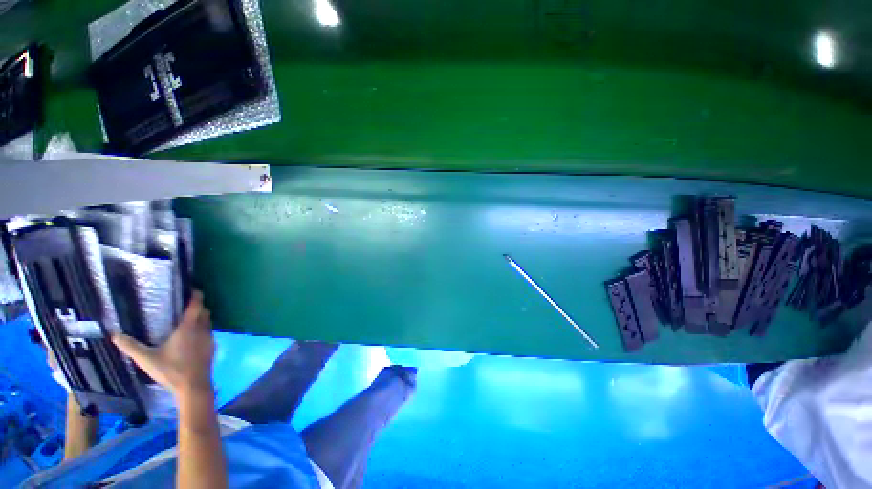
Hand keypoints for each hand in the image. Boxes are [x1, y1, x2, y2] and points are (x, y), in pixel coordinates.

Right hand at [112, 291, 214, 398]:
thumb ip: (131, 347)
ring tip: (187, 319)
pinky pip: (209, 332)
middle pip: (205, 311)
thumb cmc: (171, 370)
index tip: (192, 289)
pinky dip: (203, 329)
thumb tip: (115, 335)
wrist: (194, 386)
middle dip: (198, 306)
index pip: (196, 305)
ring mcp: (210, 338)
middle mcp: (202, 329)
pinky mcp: (212, 346)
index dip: (196, 295)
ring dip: (201, 317)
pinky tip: (192, 336)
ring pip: (208, 322)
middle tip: (185, 305)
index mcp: (189, 327)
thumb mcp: (147, 359)